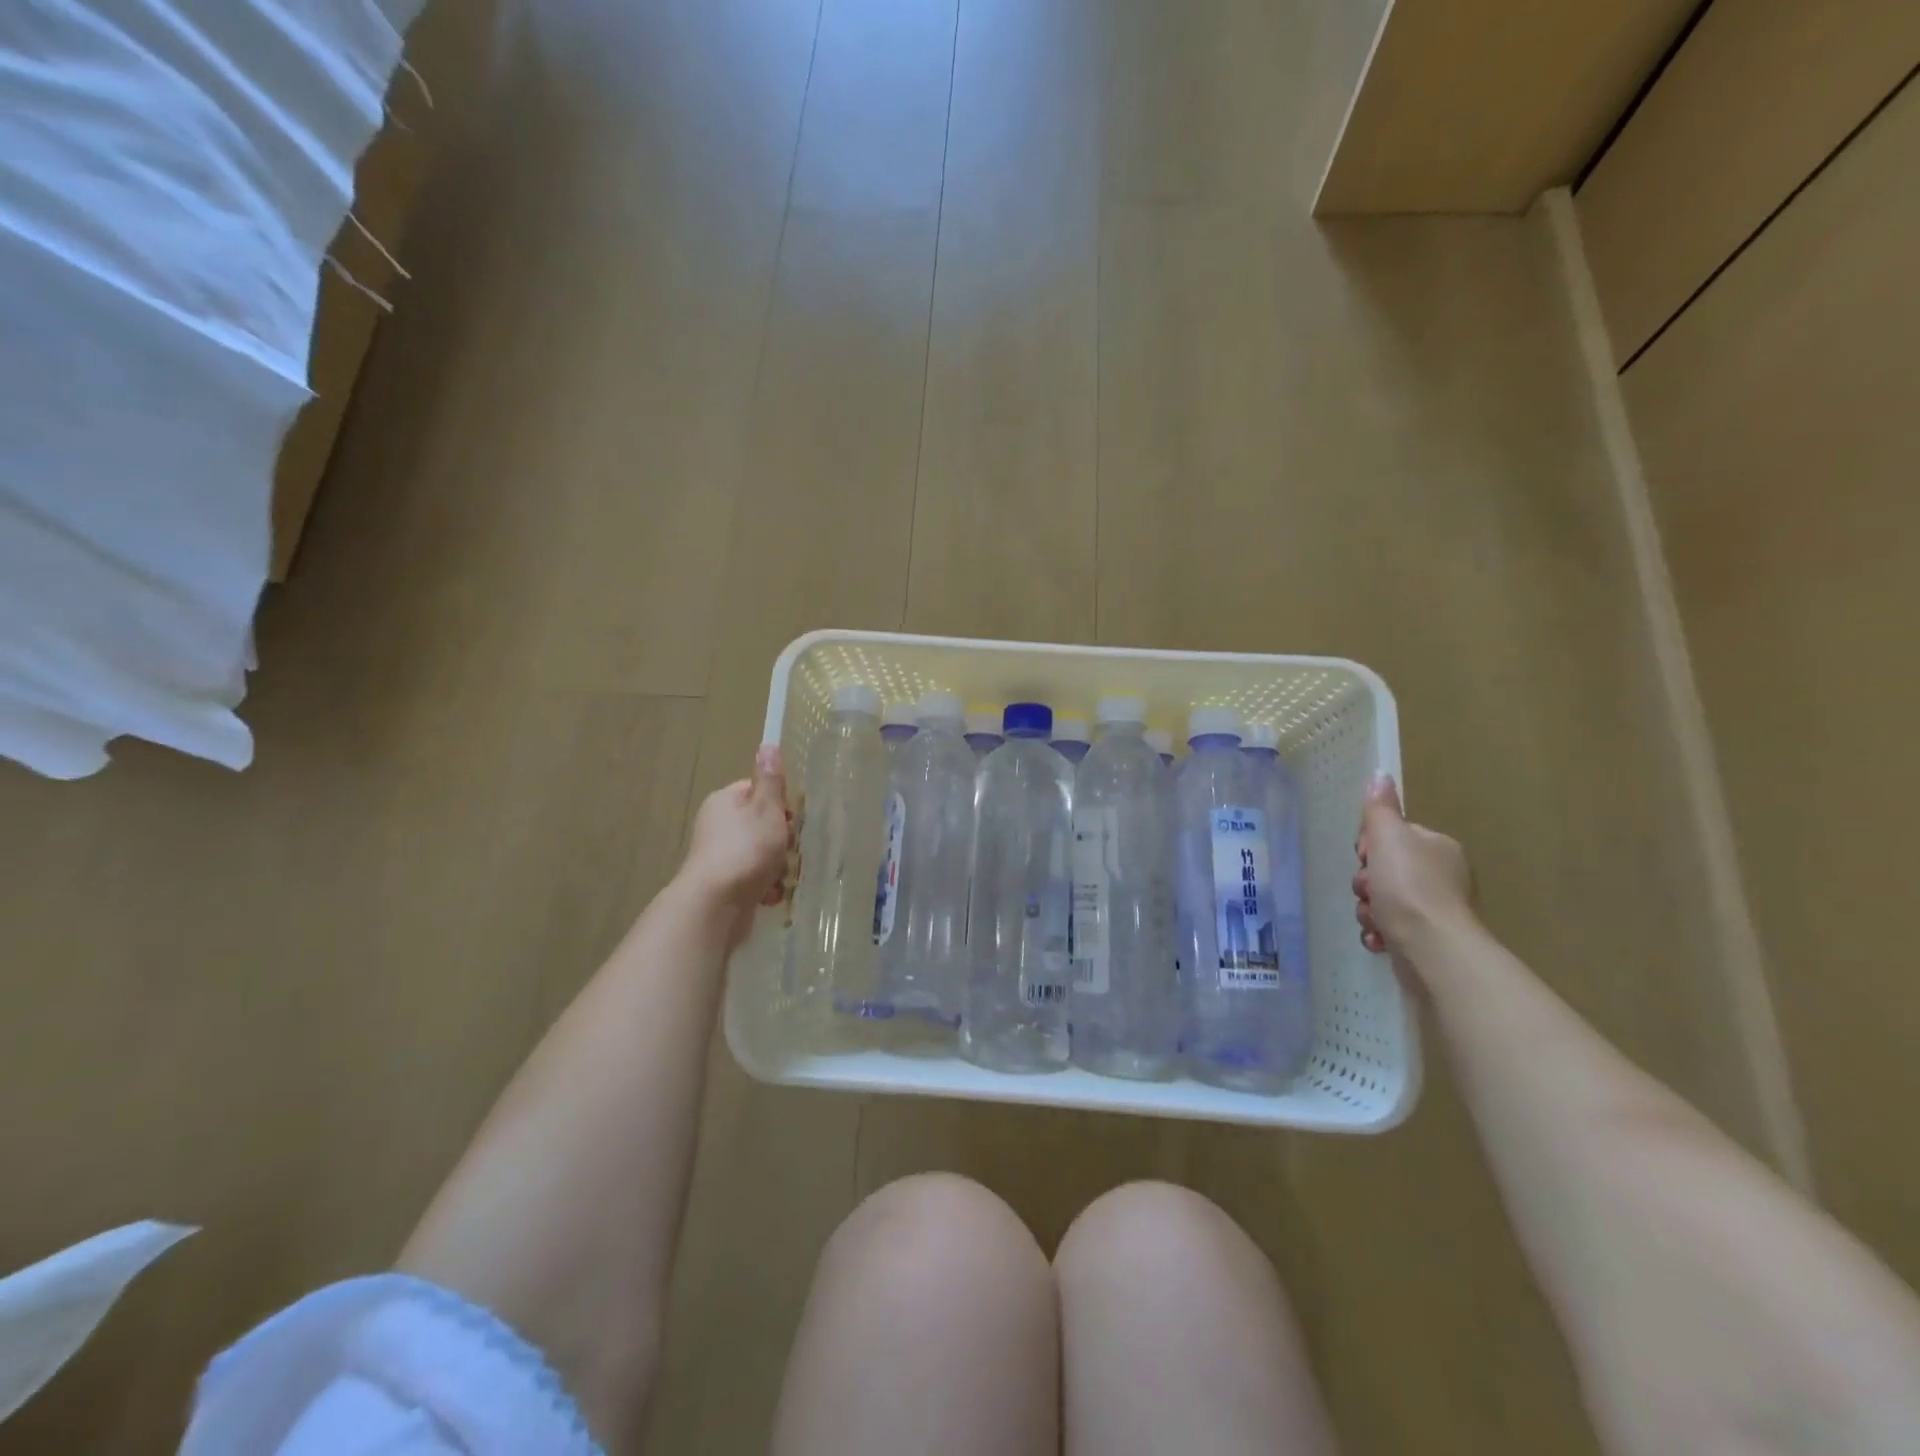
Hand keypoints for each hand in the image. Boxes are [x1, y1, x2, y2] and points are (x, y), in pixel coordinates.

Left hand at [679, 746, 791, 942]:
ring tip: (782, 878)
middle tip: (791, 851)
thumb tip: (768, 744)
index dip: (781, 805)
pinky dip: (765, 887)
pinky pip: (753, 879)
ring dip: (777, 866)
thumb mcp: (766, 809)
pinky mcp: (723, 884)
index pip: (758, 792)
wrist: (714, 906)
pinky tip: (771, 896)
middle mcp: (717, 825)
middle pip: (762, 825)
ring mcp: (718, 856)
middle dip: (782, 840)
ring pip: (760, 854)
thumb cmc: (745, 851)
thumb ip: (771, 781)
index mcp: (725, 801)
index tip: (793, 821)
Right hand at [1353, 774, 1473, 963]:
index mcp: (1437, 848)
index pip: (1392, 837)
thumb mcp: (1388, 837)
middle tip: (1368, 890)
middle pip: (1383, 870)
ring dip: (1368, 909)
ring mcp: (1433, 910)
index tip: (1365, 856)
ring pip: (1381, 900)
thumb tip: (1380, 774)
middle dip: (1366, 883)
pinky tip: (1379, 938)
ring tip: (1374, 919)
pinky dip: (1378, 932)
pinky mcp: (1424, 939)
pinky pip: (1389, 928)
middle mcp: (1440, 876)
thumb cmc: (1409, 887)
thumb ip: (1380, 808)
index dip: (1370, 846)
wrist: (1432, 949)